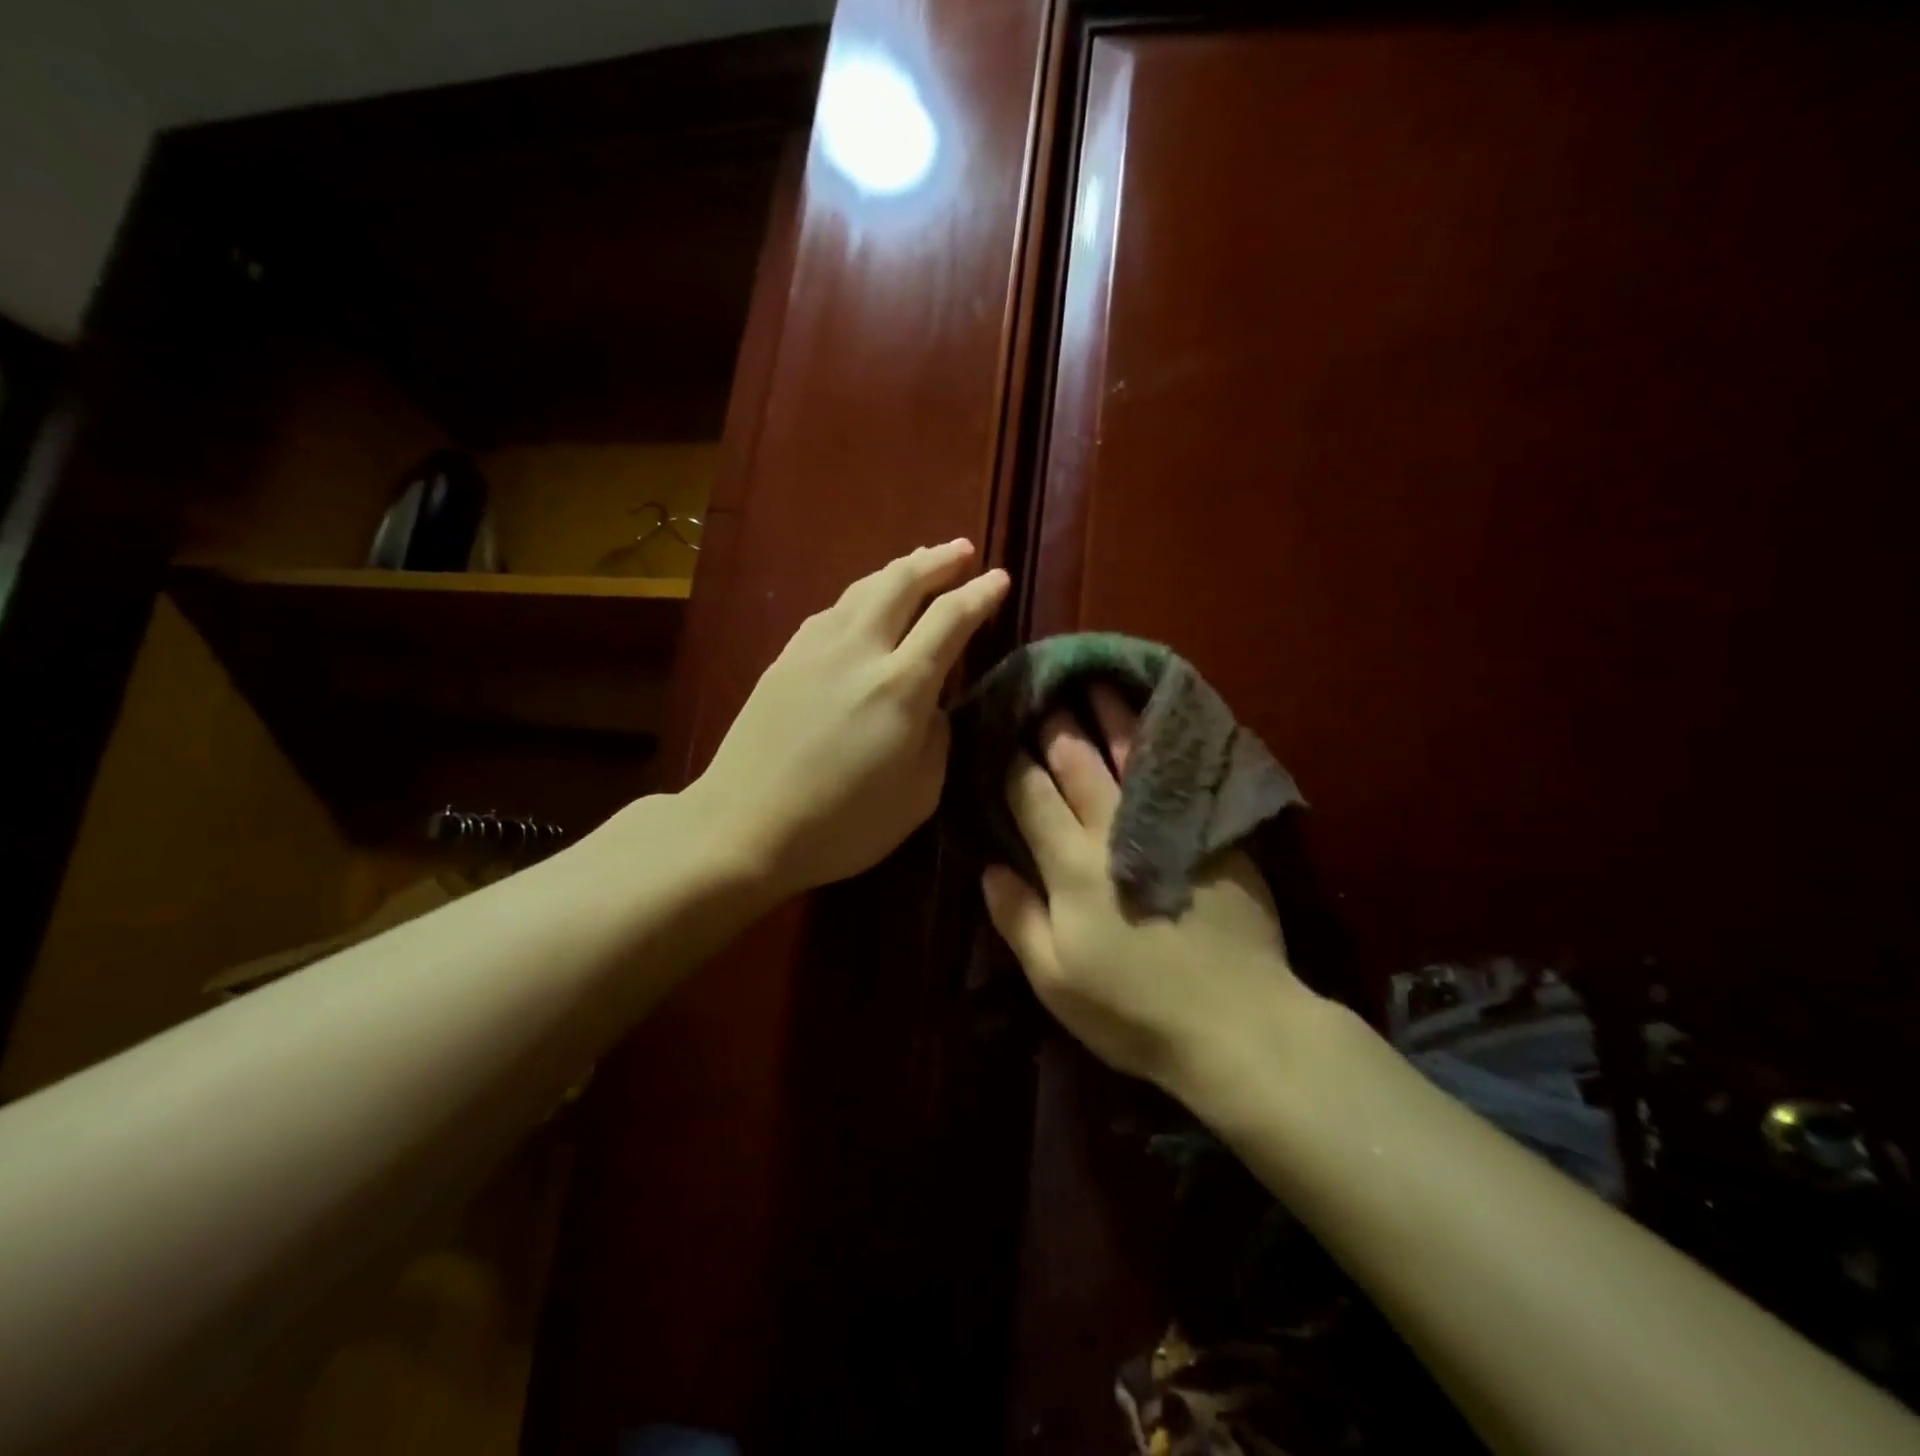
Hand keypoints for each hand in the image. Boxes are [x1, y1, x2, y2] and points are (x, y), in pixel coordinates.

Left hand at [694, 539, 1008, 900]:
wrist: (742, 828)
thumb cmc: (841, 825)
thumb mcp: (918, 795)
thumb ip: (937, 739)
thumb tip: (933, 706)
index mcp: (901, 685)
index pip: (950, 618)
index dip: (980, 594)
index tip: (1000, 578)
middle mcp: (859, 650)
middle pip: (902, 582)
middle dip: (937, 561)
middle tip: (962, 551)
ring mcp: (814, 649)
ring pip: (862, 588)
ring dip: (897, 570)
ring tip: (918, 562)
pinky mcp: (783, 659)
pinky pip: (832, 611)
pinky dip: (860, 596)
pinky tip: (863, 603)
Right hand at [980, 687, 1317, 1094]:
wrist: (1238, 1024)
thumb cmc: (1133, 1009)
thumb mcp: (1055, 979)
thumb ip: (1017, 918)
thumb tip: (988, 867)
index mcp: (1070, 865)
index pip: (1031, 796)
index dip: (1012, 761)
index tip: (1000, 730)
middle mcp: (1113, 831)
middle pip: (1079, 763)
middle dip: (1057, 725)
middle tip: (1044, 691)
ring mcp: (1167, 824)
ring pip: (1132, 755)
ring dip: (1111, 716)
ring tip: (1097, 683)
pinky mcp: (1211, 831)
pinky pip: (1181, 773)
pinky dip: (1166, 741)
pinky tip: (1161, 722)